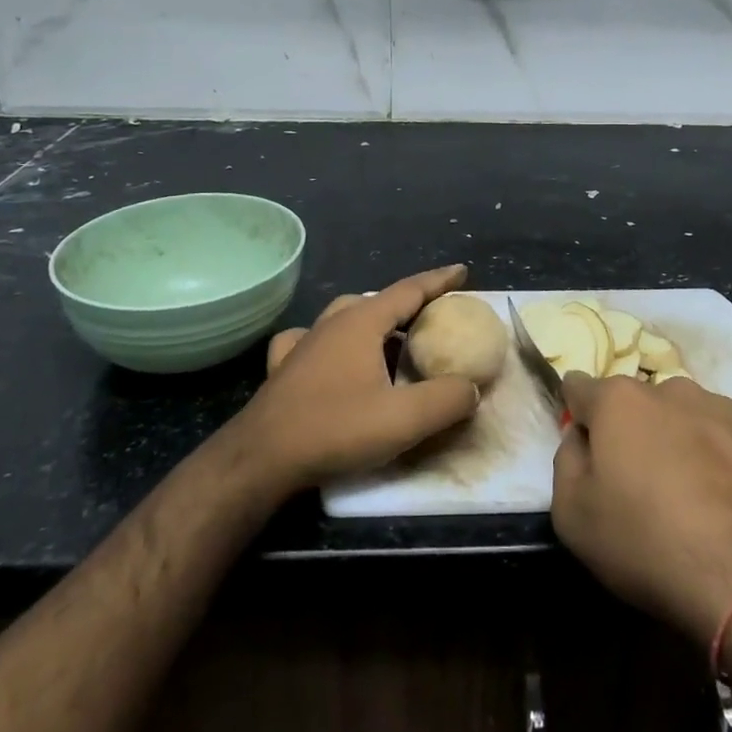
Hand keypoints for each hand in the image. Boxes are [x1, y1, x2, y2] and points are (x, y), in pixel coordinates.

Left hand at [229, 264, 480, 493]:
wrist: (260, 459)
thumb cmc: (334, 429)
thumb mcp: (403, 420)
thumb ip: (445, 400)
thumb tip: (470, 388)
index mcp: (362, 323)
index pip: (409, 290)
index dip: (438, 281)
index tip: (461, 272)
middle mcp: (332, 323)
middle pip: (378, 301)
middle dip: (407, 303)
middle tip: (431, 317)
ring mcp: (304, 343)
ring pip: (345, 316)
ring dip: (372, 320)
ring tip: (390, 339)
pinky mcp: (284, 368)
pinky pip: (312, 339)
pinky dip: (330, 340)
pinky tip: (330, 355)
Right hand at [550, 373, 731, 646]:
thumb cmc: (648, 543)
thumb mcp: (573, 516)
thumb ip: (566, 462)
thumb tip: (580, 439)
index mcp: (620, 401)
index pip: (580, 387)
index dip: (577, 414)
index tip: (584, 446)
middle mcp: (673, 391)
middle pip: (639, 403)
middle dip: (633, 432)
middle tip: (639, 485)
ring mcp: (727, 411)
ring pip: (688, 418)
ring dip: (680, 443)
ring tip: (690, 500)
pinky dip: (724, 464)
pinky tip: (730, 510)